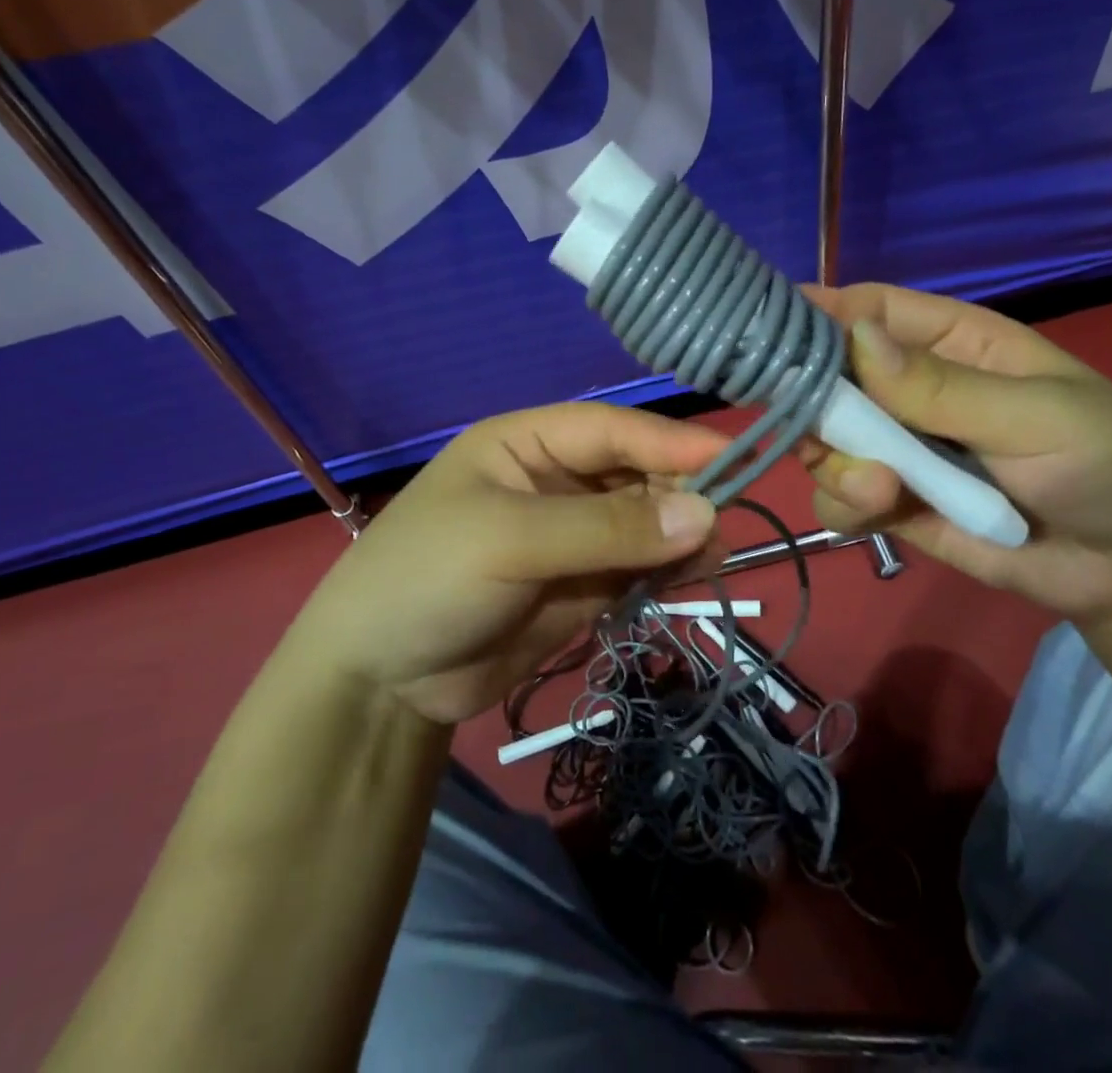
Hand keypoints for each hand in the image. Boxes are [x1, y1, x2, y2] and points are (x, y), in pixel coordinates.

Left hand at [294, 403, 725, 723]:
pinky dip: (667, 569)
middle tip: (719, 528)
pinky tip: (688, 579)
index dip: (670, 441)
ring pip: (645, 520)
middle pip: (636, 472)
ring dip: (680, 534)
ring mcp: (572, 534)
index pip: (612, 428)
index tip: (733, 459)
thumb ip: (607, 528)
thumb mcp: (510, 541)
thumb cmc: (427, 579)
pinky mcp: (582, 584)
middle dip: (680, 493)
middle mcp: (555, 480)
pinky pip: (638, 566)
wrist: (378, 682)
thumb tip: (704, 514)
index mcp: (528, 444)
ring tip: (710, 558)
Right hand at [802, 284, 1111, 621]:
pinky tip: (877, 511)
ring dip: (833, 461)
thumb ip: (942, 387)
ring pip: (825, 440)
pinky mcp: (894, 505)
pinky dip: (843, 502)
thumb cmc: (1111, 469)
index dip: (821, 313)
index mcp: (954, 344)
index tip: (768, 330)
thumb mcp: (1037, 416)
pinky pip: (840, 495)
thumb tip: (853, 337)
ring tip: (878, 489)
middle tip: (820, 431)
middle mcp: (914, 390)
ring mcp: (901, 450)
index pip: (873, 310)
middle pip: (830, 376)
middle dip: (814, 402)